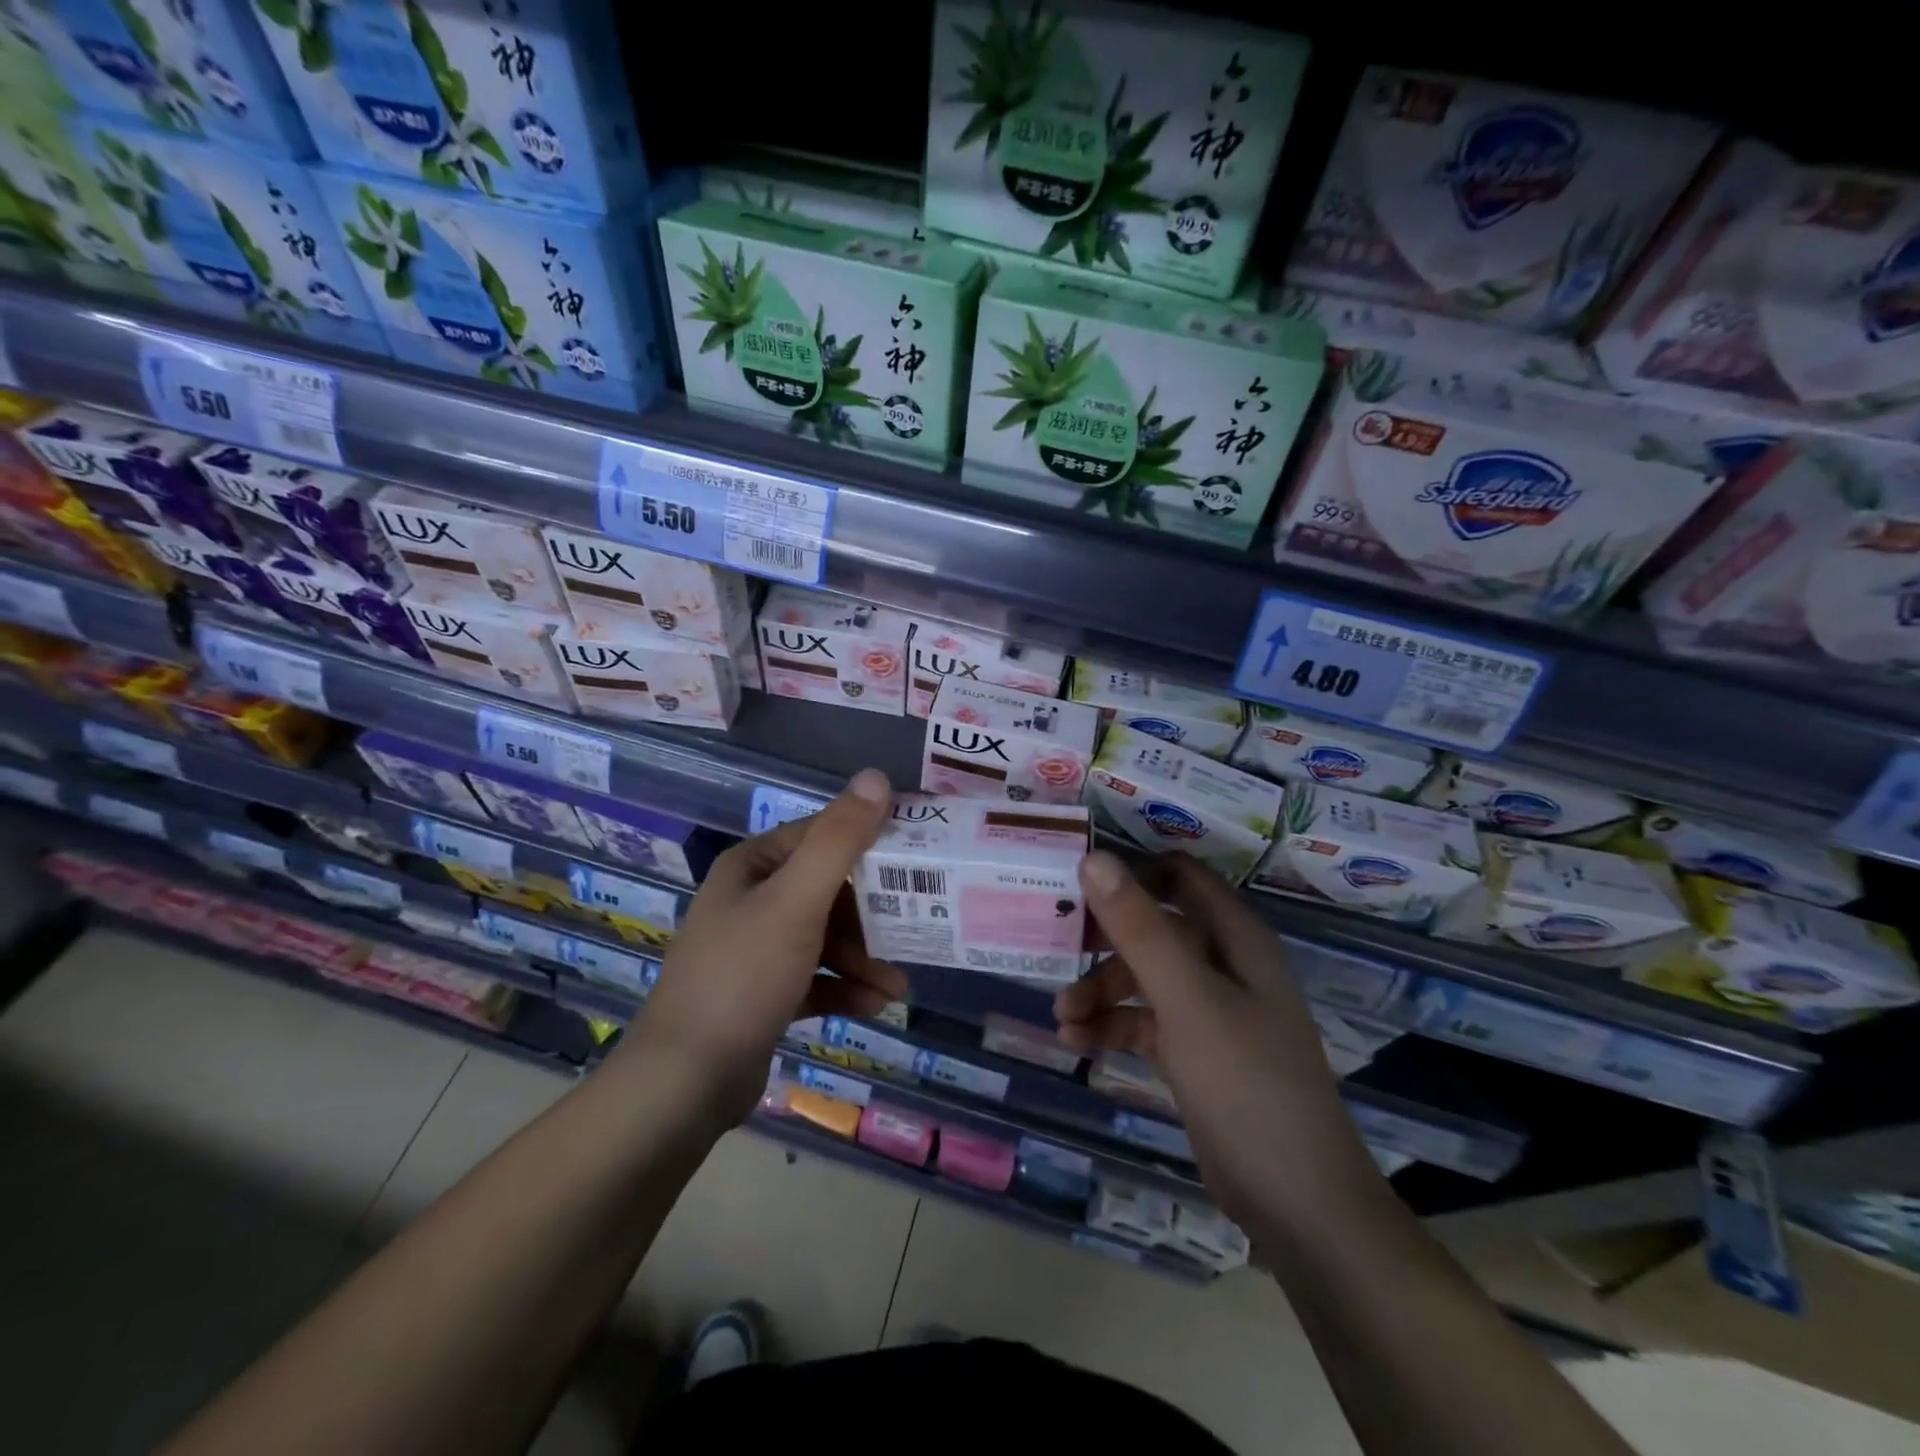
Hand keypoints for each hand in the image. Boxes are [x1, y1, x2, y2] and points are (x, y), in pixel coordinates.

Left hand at [626, 769, 905, 1125]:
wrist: (686, 1080)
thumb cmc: (744, 975)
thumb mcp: (797, 901)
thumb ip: (840, 840)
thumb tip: (877, 777)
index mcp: (753, 866)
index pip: (822, 837)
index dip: (869, 844)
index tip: (916, 861)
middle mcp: (752, 899)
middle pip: (828, 891)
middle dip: (871, 916)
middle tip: (913, 930)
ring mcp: (755, 949)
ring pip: (825, 938)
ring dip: (863, 958)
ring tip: (897, 985)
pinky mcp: (763, 994)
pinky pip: (814, 977)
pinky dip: (843, 987)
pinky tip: (873, 1005)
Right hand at [1053, 851, 1383, 1235]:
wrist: (1298, 1203)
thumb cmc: (1246, 1083)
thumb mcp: (1187, 1000)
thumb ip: (1140, 929)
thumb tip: (1094, 859)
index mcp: (1235, 937)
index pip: (1179, 876)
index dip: (1131, 874)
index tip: (1077, 886)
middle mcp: (1224, 964)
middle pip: (1152, 928)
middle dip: (1103, 940)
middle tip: (1055, 949)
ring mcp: (1210, 1010)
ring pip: (1143, 979)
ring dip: (1100, 990)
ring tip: (1063, 1018)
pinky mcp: (1194, 1052)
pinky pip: (1143, 1021)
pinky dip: (1111, 1026)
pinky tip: (1077, 1043)